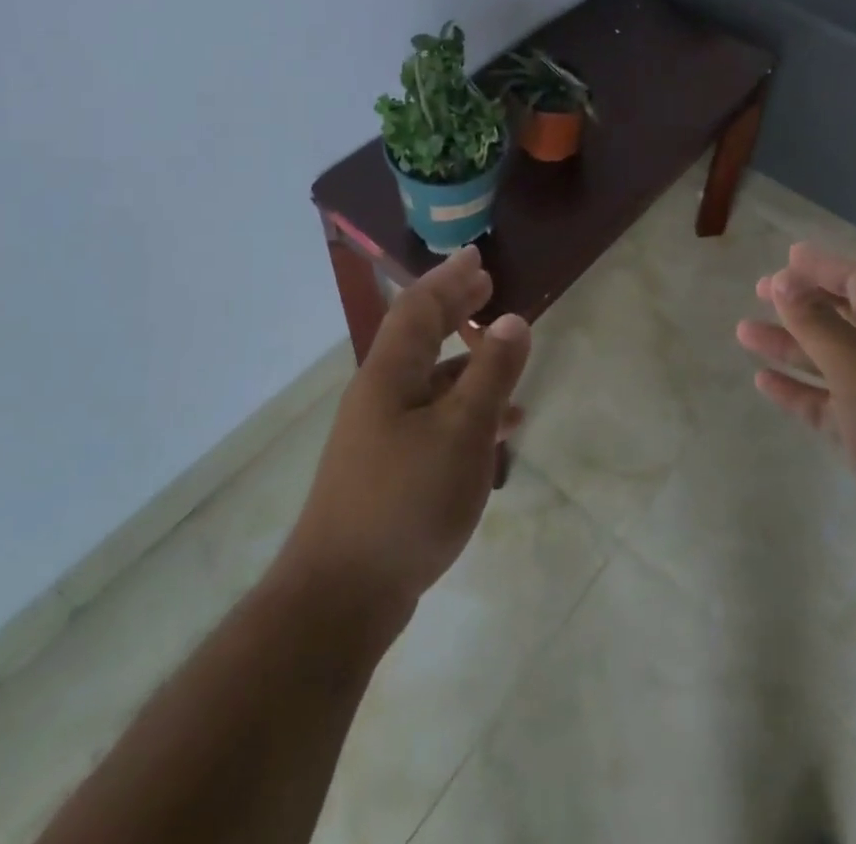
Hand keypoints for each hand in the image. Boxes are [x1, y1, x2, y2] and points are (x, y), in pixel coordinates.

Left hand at [276, 247, 529, 631]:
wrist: (341, 598)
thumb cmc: (406, 501)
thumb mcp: (461, 432)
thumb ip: (490, 374)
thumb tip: (513, 319)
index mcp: (389, 374)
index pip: (419, 307)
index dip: (450, 279)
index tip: (478, 258)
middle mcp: (380, 395)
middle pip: (420, 336)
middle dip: (455, 310)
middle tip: (488, 288)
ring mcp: (381, 435)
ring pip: (430, 381)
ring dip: (467, 362)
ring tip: (507, 356)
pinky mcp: (389, 470)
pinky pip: (434, 419)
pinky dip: (466, 410)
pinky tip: (500, 429)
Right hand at [735, 243, 855, 590]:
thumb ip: (818, 324)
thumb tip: (784, 279)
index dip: (822, 267)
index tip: (785, 258)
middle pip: (842, 316)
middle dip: (801, 303)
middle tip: (760, 291)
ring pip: (829, 359)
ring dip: (790, 345)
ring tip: (744, 332)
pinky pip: (828, 402)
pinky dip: (799, 389)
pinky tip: (765, 382)